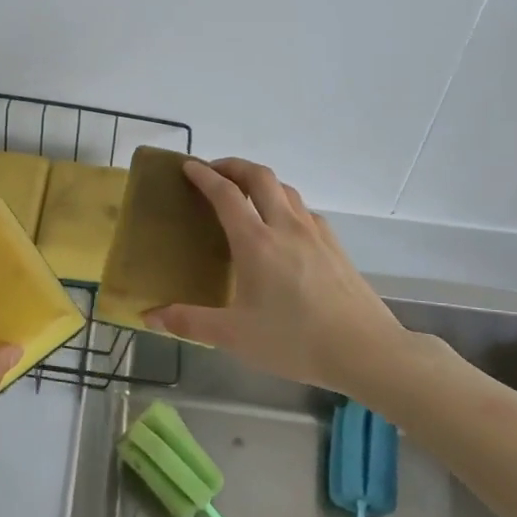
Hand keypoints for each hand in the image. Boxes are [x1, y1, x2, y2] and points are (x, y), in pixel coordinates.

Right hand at [145, 159, 415, 391]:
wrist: (366, 350)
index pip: (226, 194)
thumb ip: (190, 322)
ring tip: (246, 195)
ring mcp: (315, 234)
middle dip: (234, 166)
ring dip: (262, 182)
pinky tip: (284, 227)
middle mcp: (285, 227)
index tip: (188, 166)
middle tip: (215, 171)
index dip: (204, 176)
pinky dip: (285, 204)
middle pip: (260, 176)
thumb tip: (150, 316)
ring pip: (286, 189)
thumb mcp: (235, 337)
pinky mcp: (335, 246)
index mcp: (256, 242)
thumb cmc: (295, 341)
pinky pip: (305, 211)